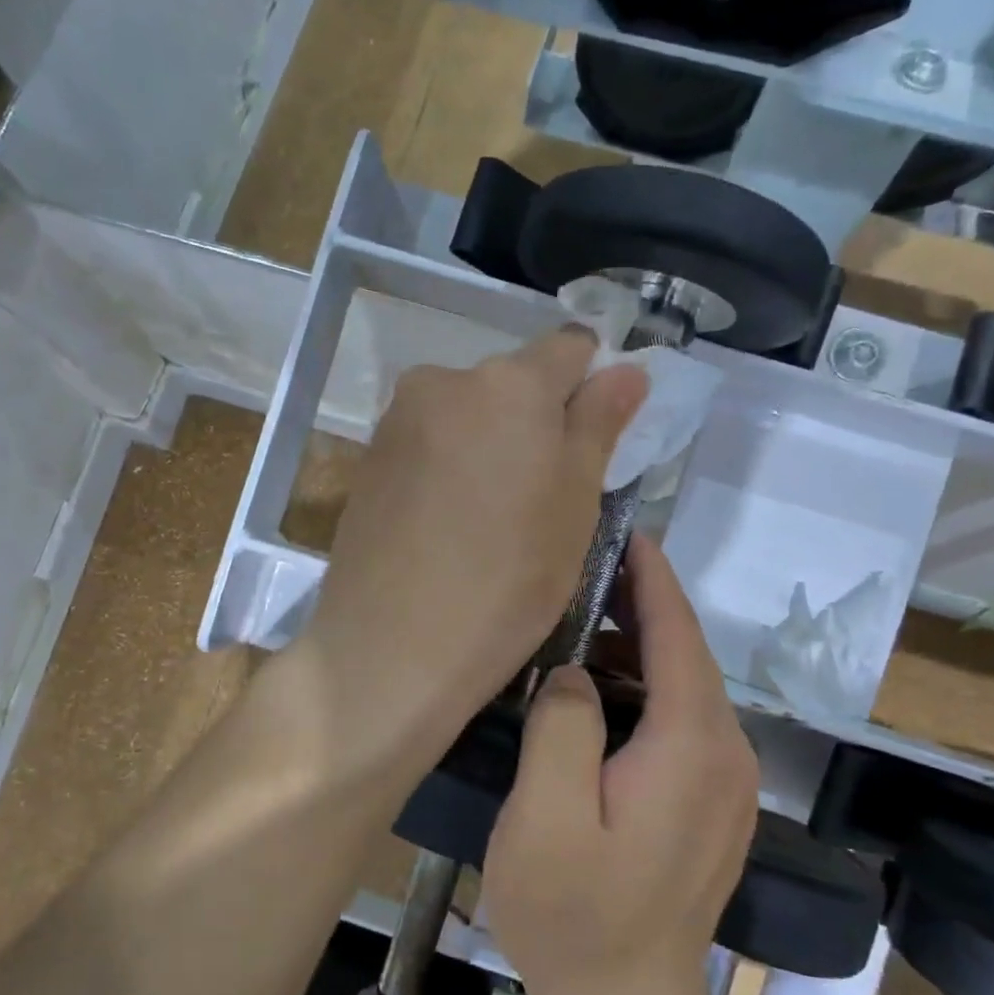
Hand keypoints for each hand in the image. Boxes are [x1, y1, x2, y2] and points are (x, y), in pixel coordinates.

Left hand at [290, 328, 645, 789]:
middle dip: (537, 421)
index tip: (594, 442)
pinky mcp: (368, 459)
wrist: (389, 647)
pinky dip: (451, 466)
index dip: (593, 386)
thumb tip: (625, 369)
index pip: (571, 348)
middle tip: (546, 497)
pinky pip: (430, 443)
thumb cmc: (509, 580)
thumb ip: (599, 424)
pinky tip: (450, 525)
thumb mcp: (576, 505)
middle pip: (513, 382)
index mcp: (510, 383)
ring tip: (493, 519)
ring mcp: (398, 419)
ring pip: (469, 414)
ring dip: (491, 444)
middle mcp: (445, 380)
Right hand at [483, 535, 757, 994]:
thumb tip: (574, 672)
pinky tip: (596, 697)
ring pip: (683, 689)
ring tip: (575, 630)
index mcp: (692, 744)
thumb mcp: (546, 815)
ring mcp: (727, 784)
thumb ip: (562, 724)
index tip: (620, 531)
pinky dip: (643, 692)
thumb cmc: (573, 914)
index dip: (650, 577)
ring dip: (636, 652)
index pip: (677, 633)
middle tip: (579, 573)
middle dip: (638, 607)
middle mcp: (727, 754)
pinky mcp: (712, 806)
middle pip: (685, 655)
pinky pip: (683, 723)